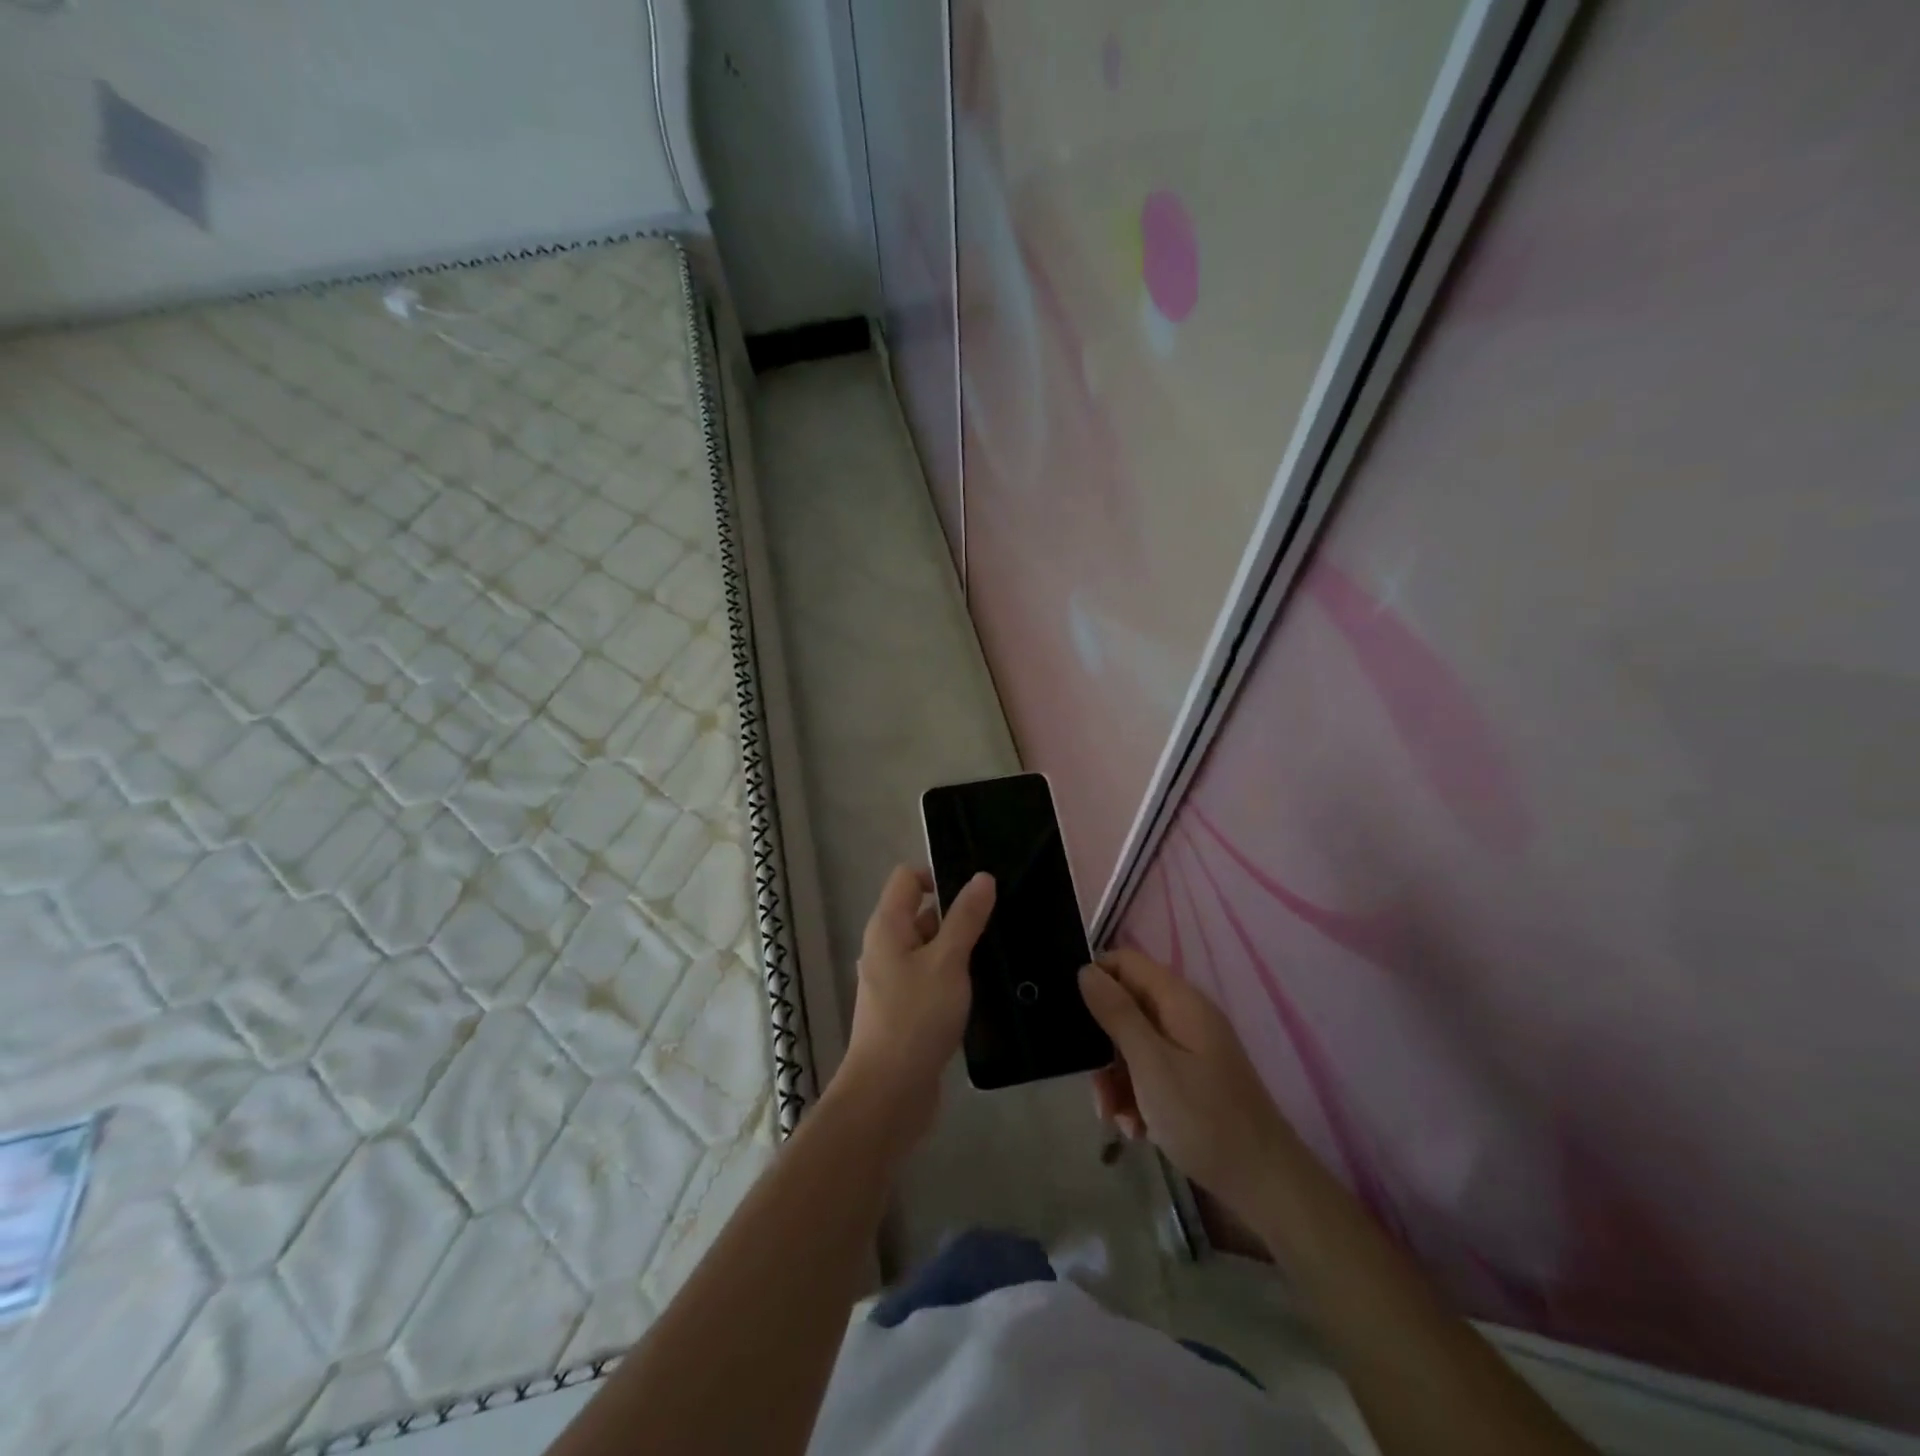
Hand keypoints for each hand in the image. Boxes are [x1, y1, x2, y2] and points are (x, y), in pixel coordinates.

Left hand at [835, 865, 994, 1145]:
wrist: (889, 1093)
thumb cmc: (916, 1017)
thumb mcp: (948, 961)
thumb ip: (966, 918)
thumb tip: (982, 877)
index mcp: (887, 926)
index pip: (908, 877)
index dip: (939, 874)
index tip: (978, 891)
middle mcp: (885, 947)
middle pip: (920, 912)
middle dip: (957, 913)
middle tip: (999, 920)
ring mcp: (893, 979)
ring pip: (929, 947)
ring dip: (958, 947)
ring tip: (998, 951)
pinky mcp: (905, 1008)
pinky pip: (931, 976)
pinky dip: (952, 975)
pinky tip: (982, 987)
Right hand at [1079, 948, 1300, 1220]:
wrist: (1265, 1185)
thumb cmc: (1204, 1118)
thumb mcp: (1151, 1064)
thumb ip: (1117, 1014)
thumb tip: (1086, 970)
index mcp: (1179, 1001)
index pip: (1125, 962)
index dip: (1095, 978)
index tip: (1069, 1014)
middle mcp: (1184, 1017)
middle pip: (1126, 1007)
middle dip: (1102, 1044)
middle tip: (1093, 1082)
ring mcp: (1190, 1050)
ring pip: (1133, 1046)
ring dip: (1116, 1079)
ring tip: (1114, 1117)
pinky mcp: (1191, 1081)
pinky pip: (1149, 1074)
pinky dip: (1136, 1097)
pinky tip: (1135, 1129)